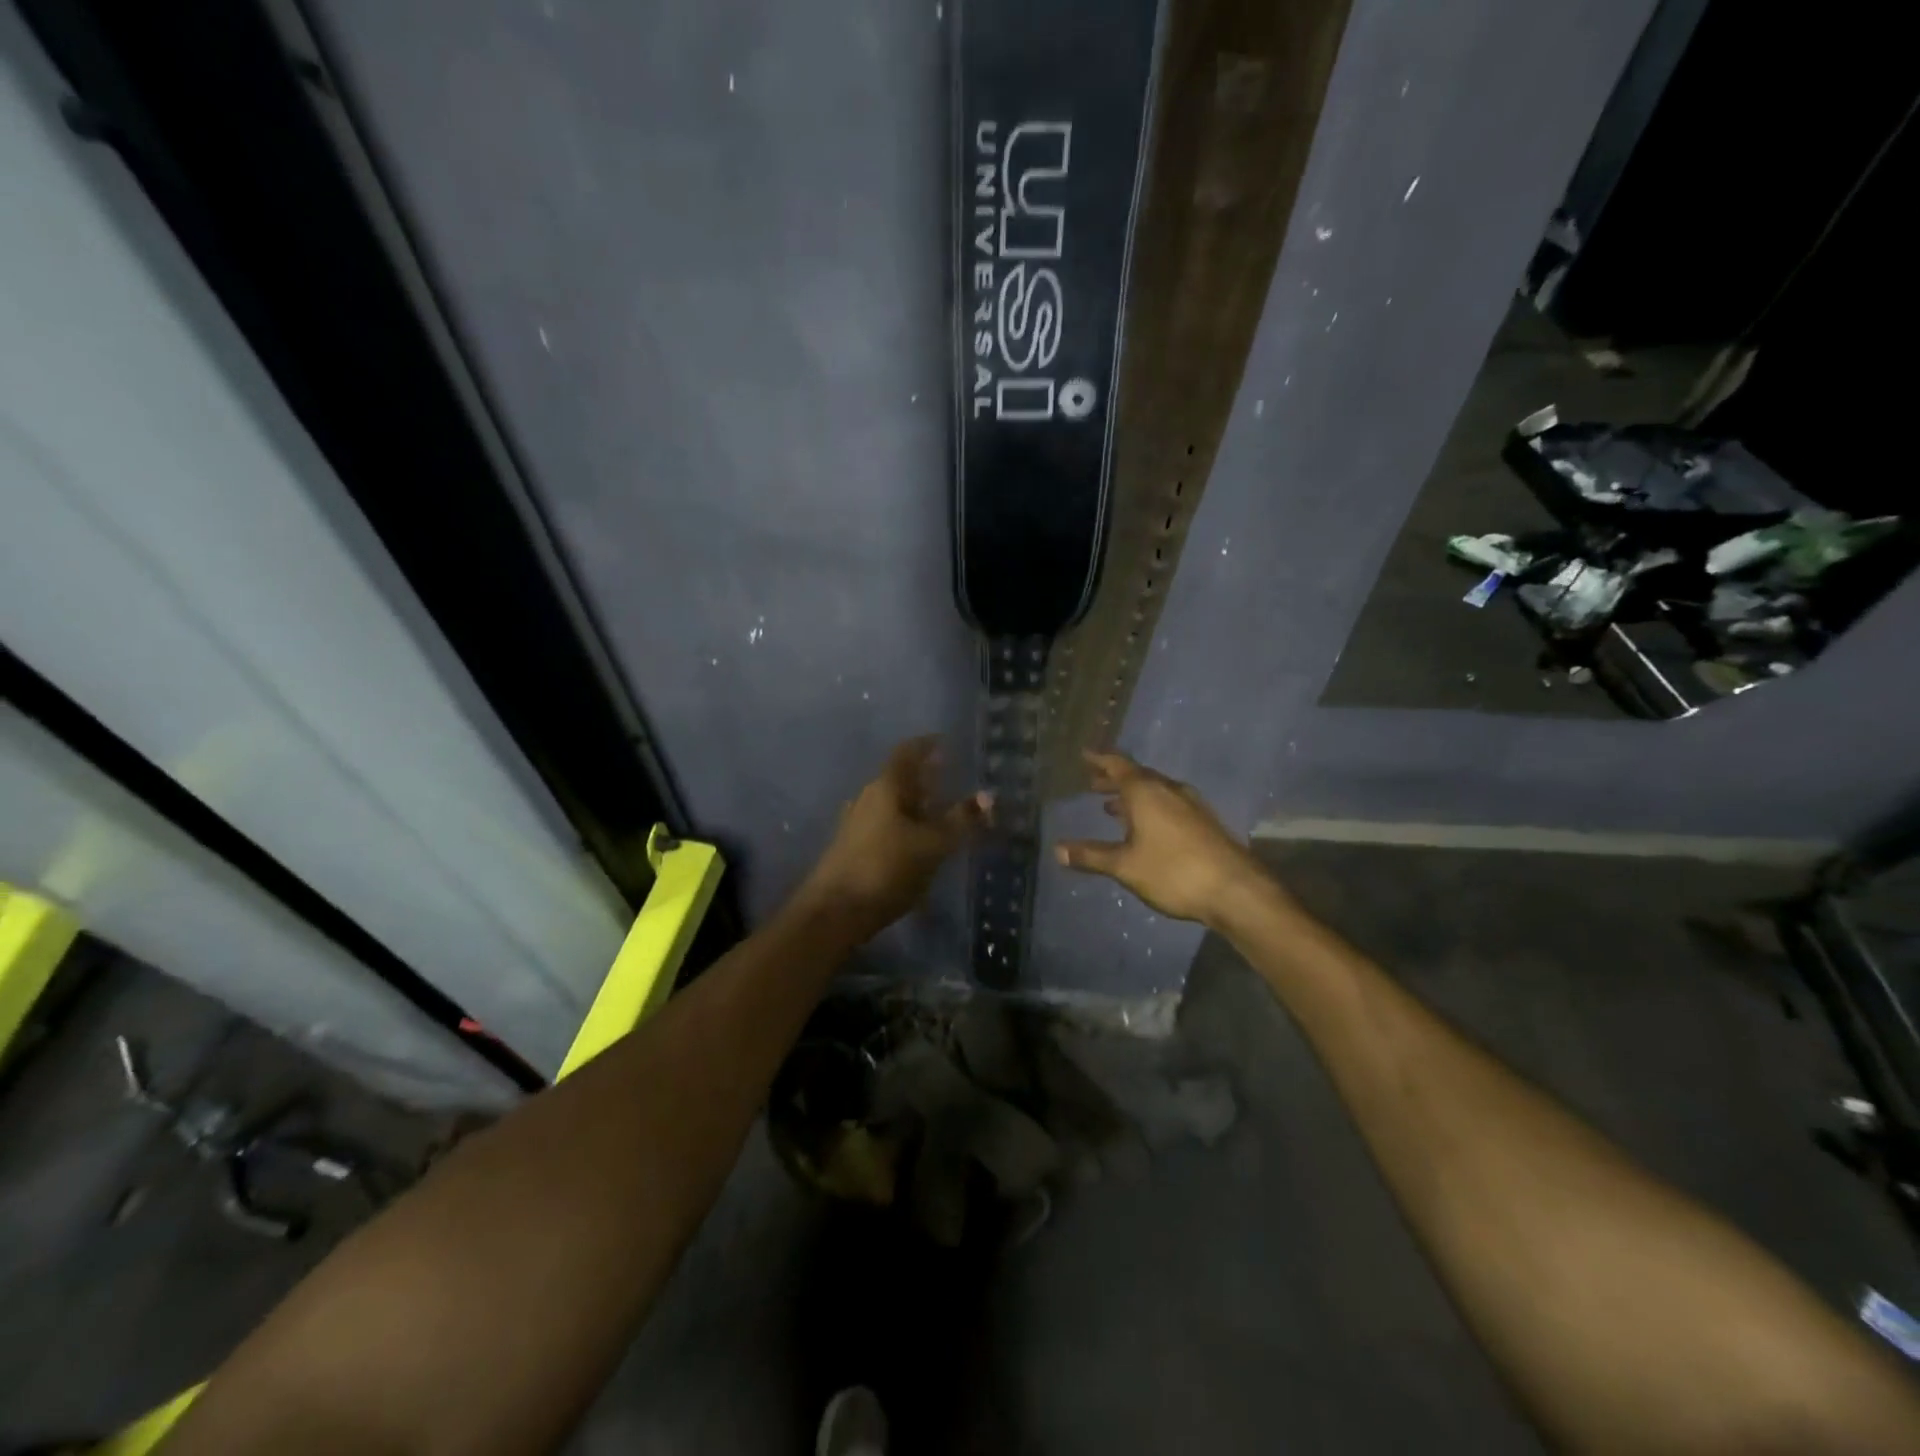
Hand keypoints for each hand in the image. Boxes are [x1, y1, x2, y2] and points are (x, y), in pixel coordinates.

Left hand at [801, 736, 989, 938]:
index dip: (928, 745)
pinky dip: (907, 826)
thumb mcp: (932, 844)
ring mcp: (858, 823)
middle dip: (926, 777)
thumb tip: (989, 797)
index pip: (908, 752)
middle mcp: (868, 797)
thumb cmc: (886, 868)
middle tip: (953, 778)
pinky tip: (921, 842)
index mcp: (885, 786)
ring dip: (917, 804)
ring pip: (893, 804)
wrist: (834, 912)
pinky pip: (887, 825)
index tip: (947, 743)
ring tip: (942, 812)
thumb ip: (960, 820)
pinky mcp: (854, 848)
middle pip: (900, 778)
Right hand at [1055, 750, 1266, 926]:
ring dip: (1131, 796)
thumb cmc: (1173, 871)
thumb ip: (1091, 856)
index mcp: (1146, 792)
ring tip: (1112, 807)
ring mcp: (1190, 804)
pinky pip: (1168, 804)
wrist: (1235, 889)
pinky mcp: (1203, 821)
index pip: (1118, 765)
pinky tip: (1145, 828)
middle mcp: (1168, 790)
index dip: (1099, 759)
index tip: (1084, 754)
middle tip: (1092, 783)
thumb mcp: (1125, 866)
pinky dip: (1149, 808)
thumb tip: (1057, 850)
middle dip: (1113, 779)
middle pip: (1137, 776)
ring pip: (1154, 791)